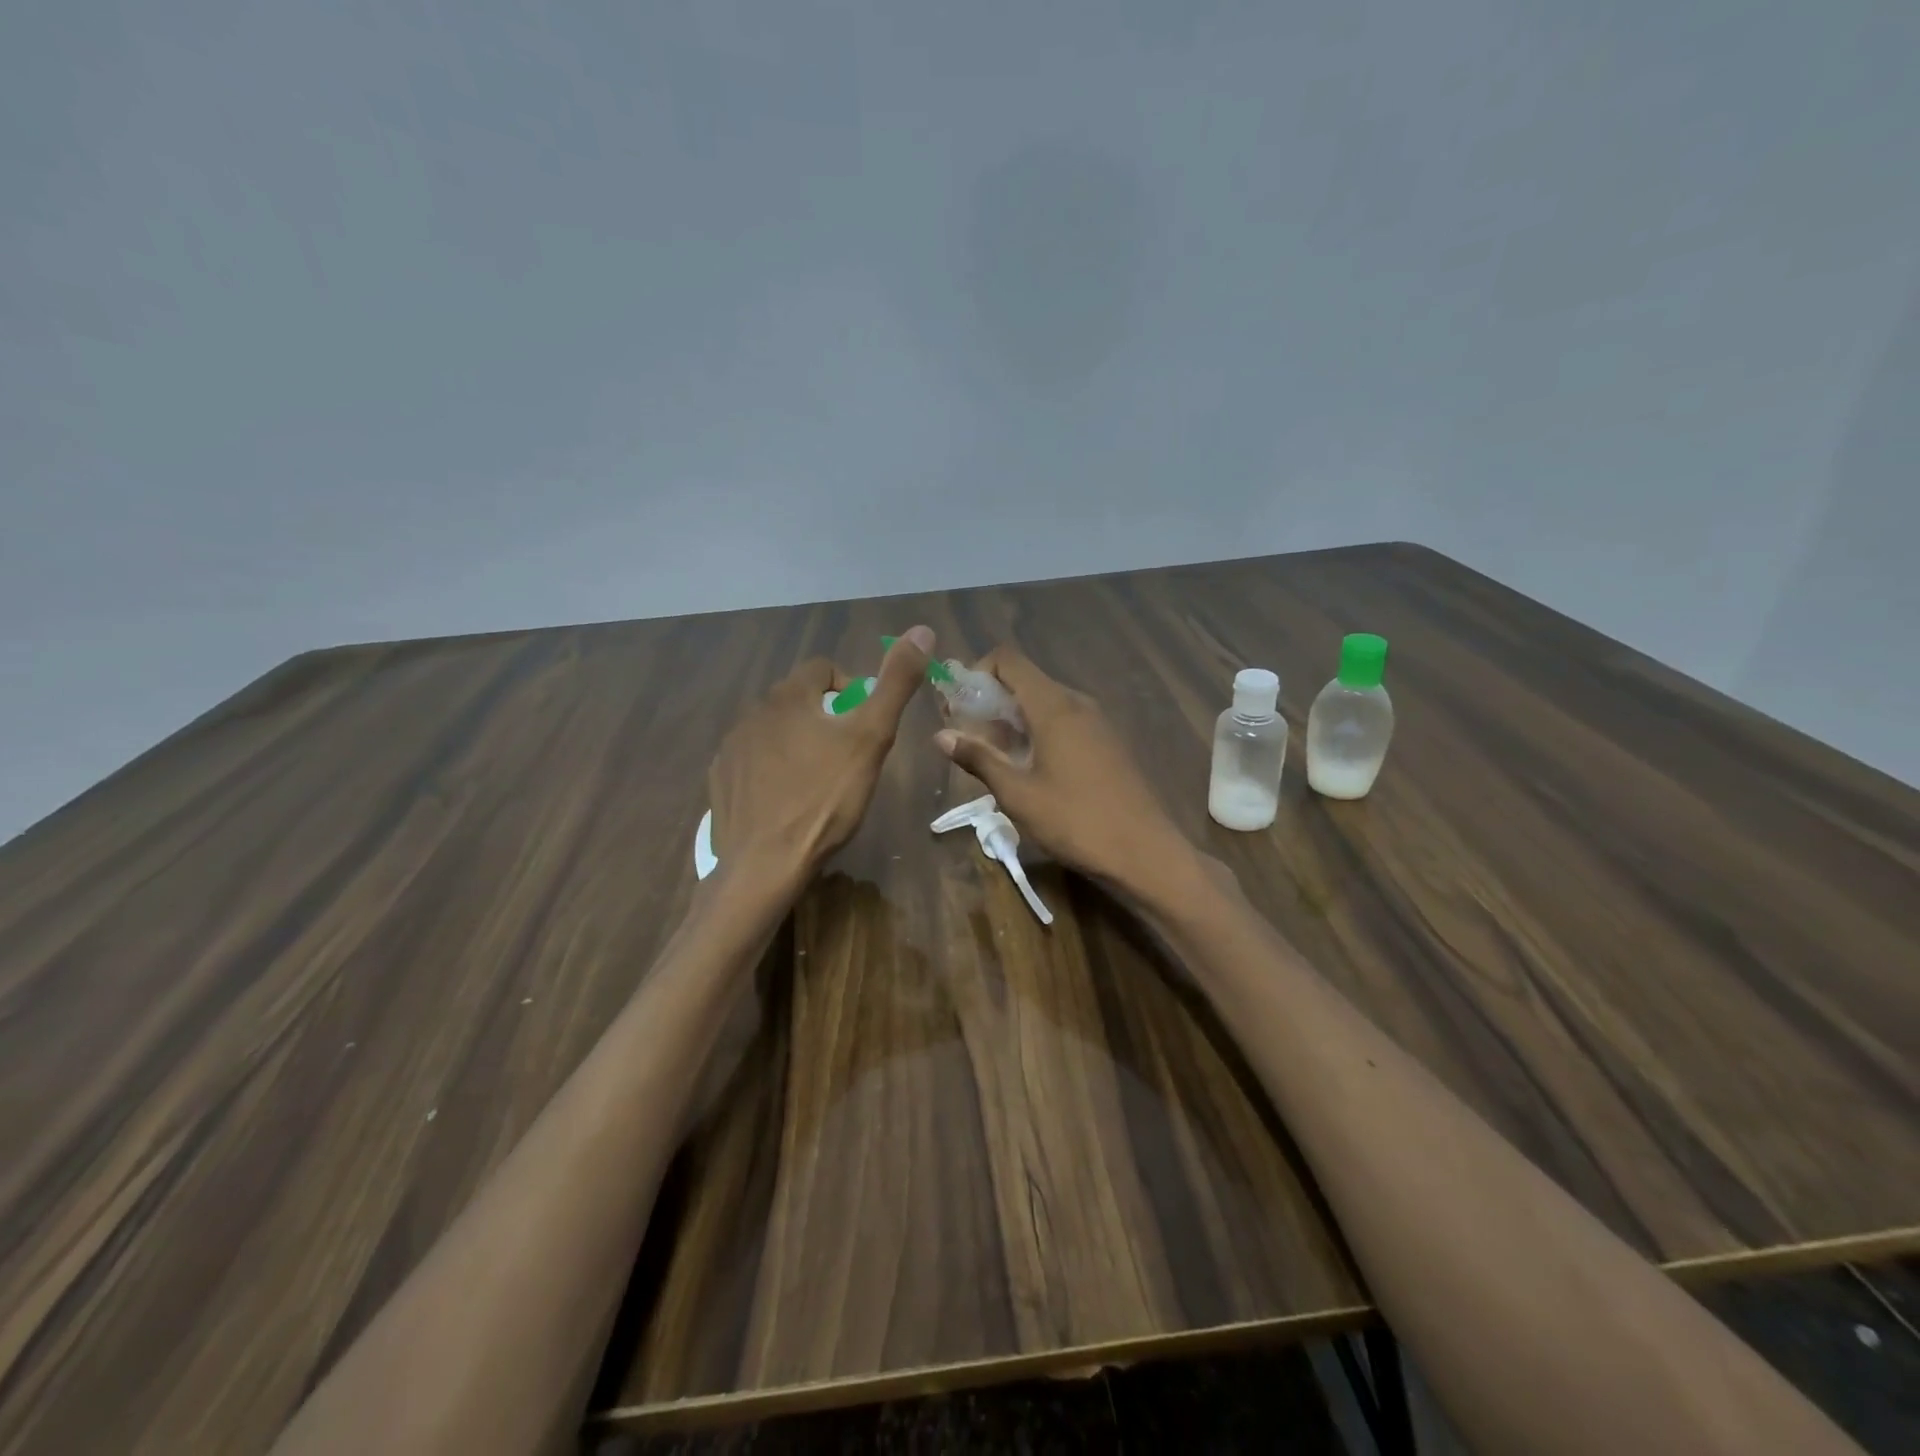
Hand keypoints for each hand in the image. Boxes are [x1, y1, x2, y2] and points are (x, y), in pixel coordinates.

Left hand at [709, 626, 934, 884]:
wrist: (764, 864)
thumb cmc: (825, 798)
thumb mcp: (871, 738)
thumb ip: (896, 684)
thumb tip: (922, 630)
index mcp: (789, 696)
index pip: (823, 670)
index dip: (851, 691)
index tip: (863, 727)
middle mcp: (753, 712)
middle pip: (798, 700)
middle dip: (825, 719)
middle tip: (847, 758)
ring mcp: (731, 748)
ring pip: (774, 731)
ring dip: (797, 744)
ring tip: (818, 783)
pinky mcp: (720, 781)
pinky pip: (751, 762)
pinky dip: (771, 771)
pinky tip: (786, 802)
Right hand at [933, 643, 1189, 892]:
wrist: (1145, 852)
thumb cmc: (1075, 821)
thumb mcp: (1018, 794)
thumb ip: (979, 758)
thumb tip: (940, 735)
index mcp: (1054, 706)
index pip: (1008, 660)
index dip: (977, 672)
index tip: (958, 706)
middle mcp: (1077, 703)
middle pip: (1025, 680)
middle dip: (990, 701)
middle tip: (966, 736)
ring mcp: (1097, 722)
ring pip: (1044, 703)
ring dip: (1013, 719)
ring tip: (992, 757)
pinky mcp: (1107, 742)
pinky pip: (1064, 721)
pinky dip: (1037, 731)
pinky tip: (1028, 768)